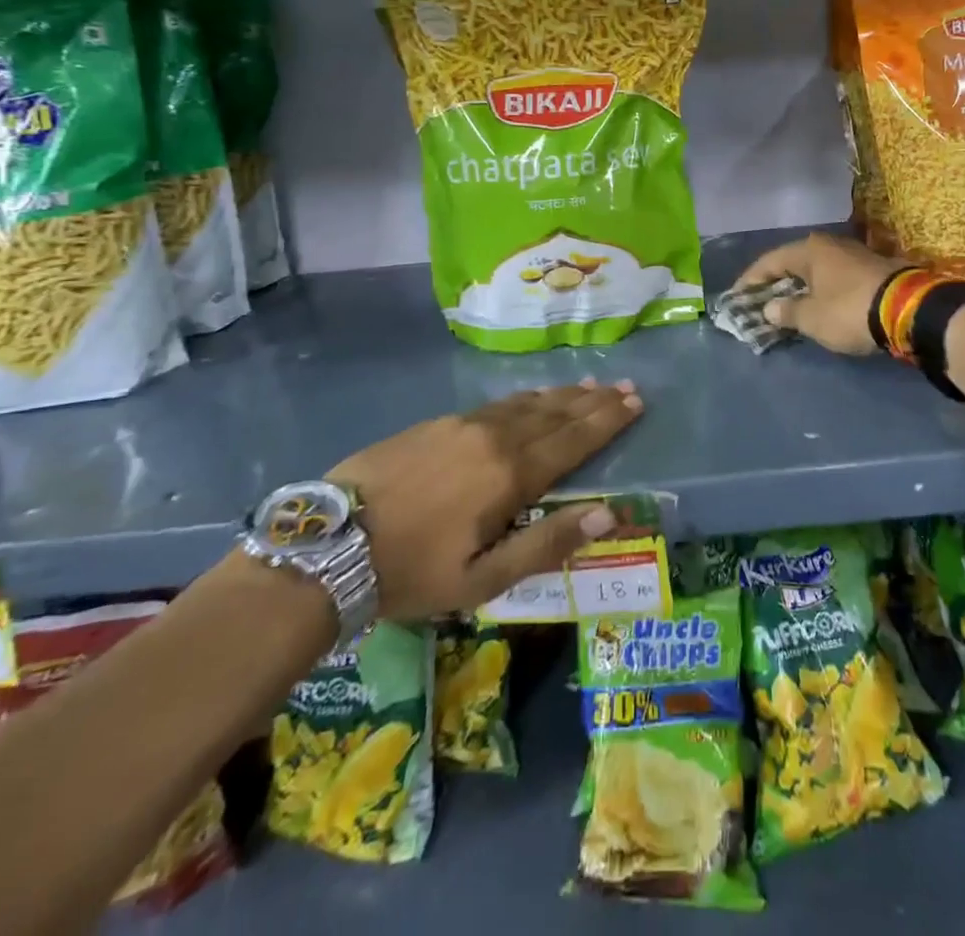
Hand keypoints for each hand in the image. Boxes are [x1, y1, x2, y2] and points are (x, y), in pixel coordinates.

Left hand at [325, 380, 642, 620]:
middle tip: (625, 386)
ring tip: (589, 385)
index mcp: (510, 474)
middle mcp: (494, 437)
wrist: (329, 545)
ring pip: (526, 403)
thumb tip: (608, 514)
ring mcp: (462, 424)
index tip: (636, 401)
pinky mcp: (436, 423)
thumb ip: (547, 544)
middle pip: (555, 413)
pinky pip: (496, 404)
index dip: (607, 420)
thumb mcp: (483, 579)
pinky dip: (526, 398)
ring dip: (562, 395)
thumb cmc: (412, 571)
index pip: (573, 440)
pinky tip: (531, 397)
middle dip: (593, 400)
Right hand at [729, 233, 903, 355]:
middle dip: (776, 283)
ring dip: (801, 288)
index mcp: (809, 250)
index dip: (750, 280)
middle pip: (794, 263)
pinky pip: (835, 279)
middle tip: (760, 302)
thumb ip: (787, 312)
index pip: (769, 262)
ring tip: (788, 306)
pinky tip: (819, 305)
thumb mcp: (812, 318)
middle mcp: (830, 245)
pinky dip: (822, 291)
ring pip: (817, 270)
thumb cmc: (850, 310)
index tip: (736, 297)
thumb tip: (769, 308)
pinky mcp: (874, 269)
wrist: (910, 310)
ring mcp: (855, 255)